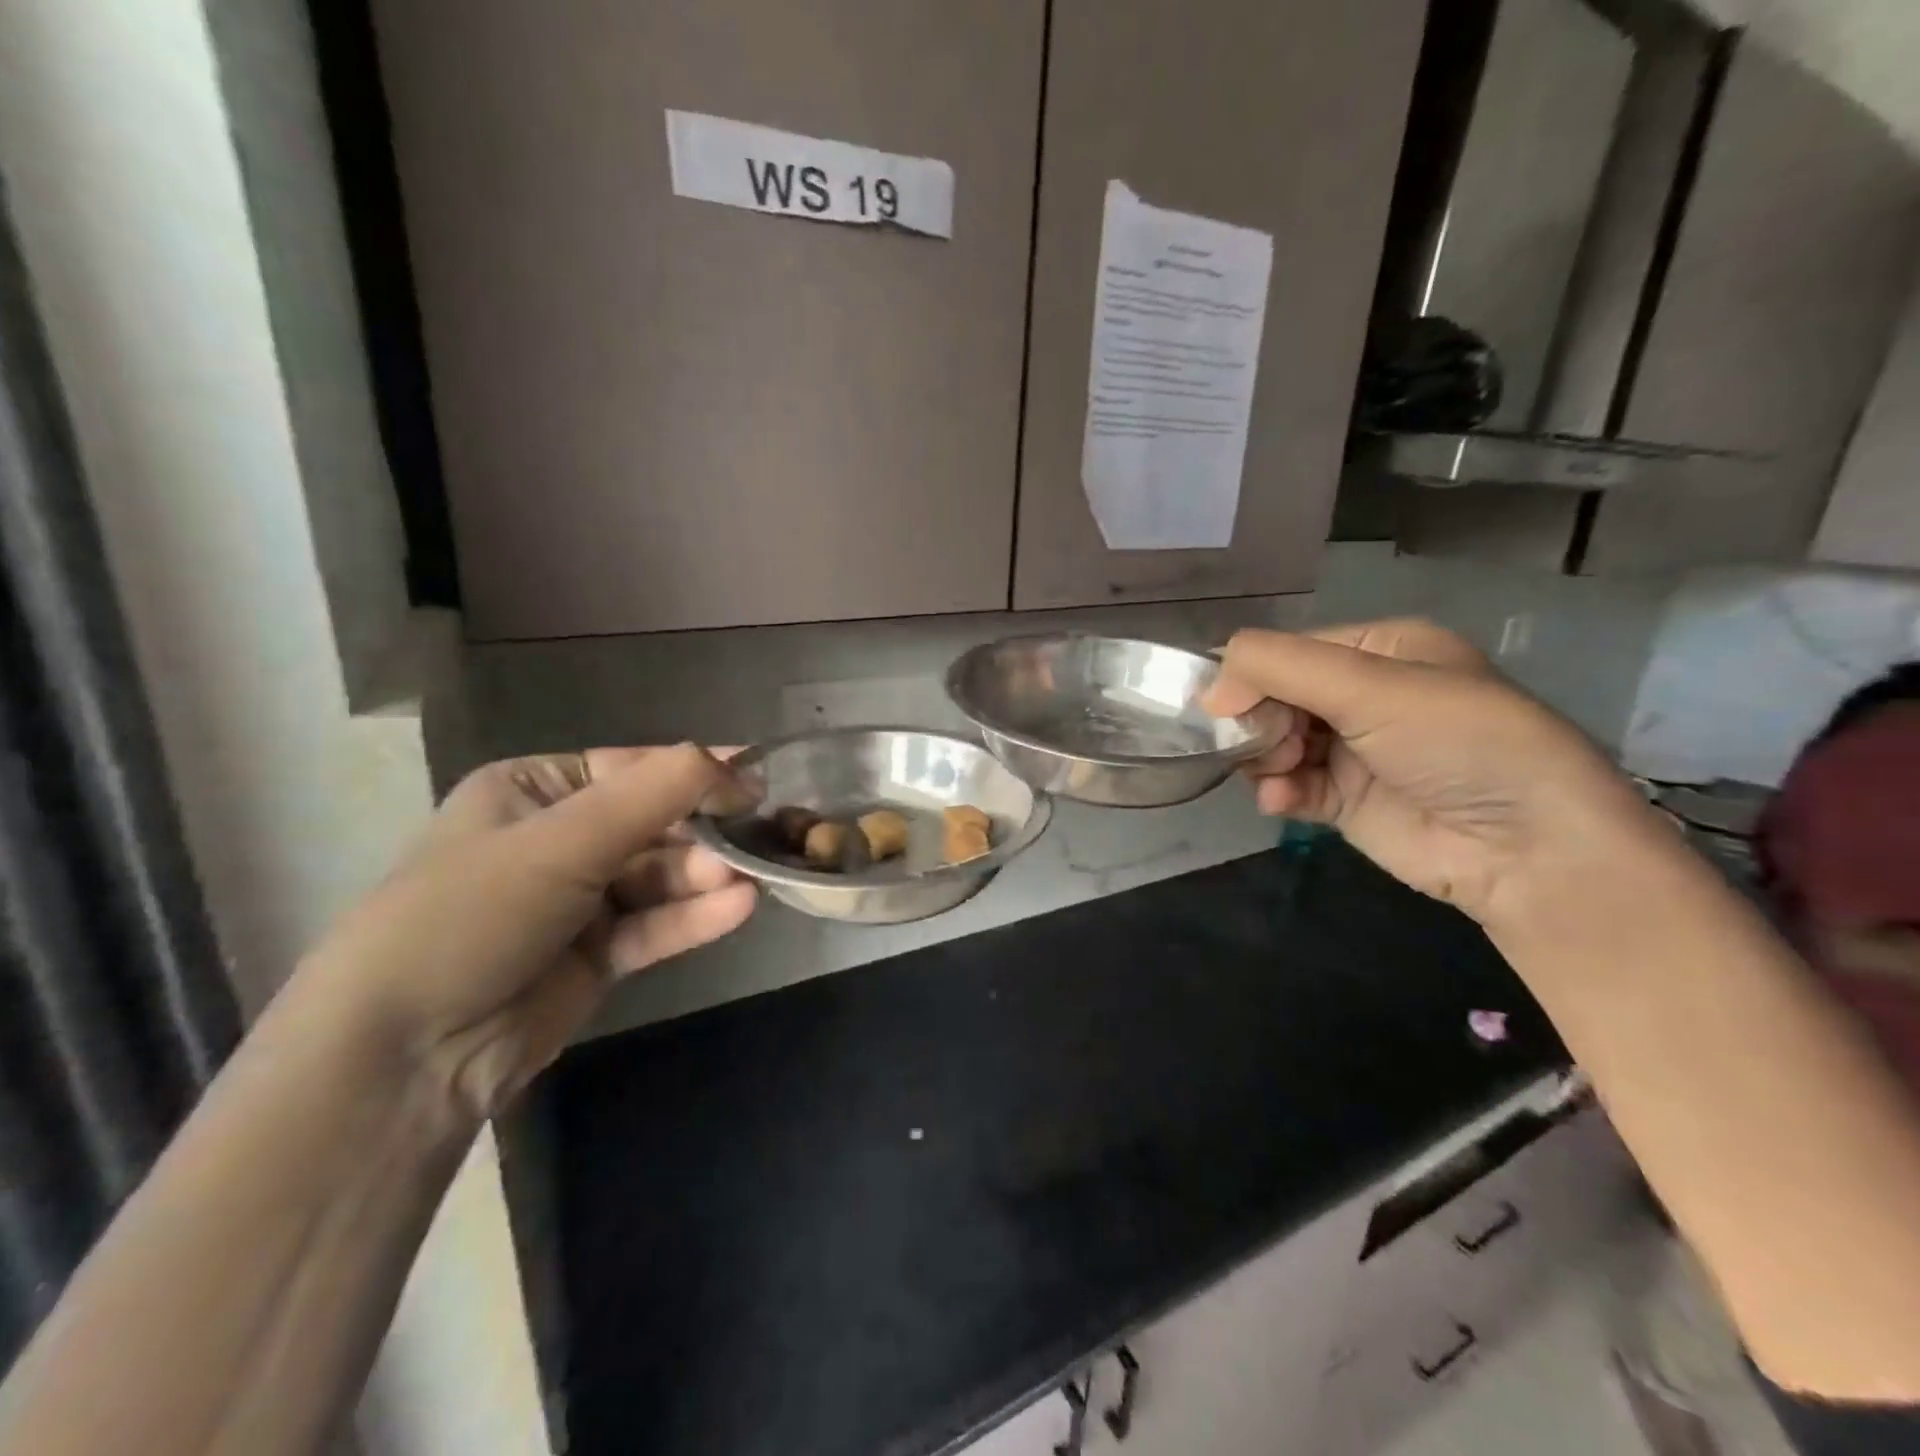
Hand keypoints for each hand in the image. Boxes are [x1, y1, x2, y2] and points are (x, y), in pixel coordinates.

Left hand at [298, 745, 756, 1118]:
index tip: (755, 776)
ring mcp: (580, 900)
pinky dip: (695, 916)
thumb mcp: (562, 841)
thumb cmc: (474, 913)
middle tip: (756, 834)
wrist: (405, 1054)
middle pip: (653, 823)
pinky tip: (738, 908)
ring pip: (660, 876)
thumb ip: (653, 795)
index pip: (632, 768)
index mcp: (534, 791)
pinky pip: (656, 924)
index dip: (694, 771)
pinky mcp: (598, 954)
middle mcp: (559, 839)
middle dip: (702, 831)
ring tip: (748, 877)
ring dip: (703, 875)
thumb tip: (732, 762)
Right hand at [1203, 620, 1663, 927]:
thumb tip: (1209, 692)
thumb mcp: (1370, 686)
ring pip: (1273, 742)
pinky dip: (1276, 791)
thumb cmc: (1456, 743)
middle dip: (1259, 720)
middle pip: (1274, 697)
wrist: (1527, 848)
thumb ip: (1279, 668)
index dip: (1252, 676)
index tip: (1227, 708)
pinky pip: (1287, 785)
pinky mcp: (1345, 800)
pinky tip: (1281, 800)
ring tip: (1280, 773)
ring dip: (1263, 757)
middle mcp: (1364, 695)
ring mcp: (1353, 750)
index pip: (1288, 652)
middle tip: (1267, 744)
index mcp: (1379, 651)